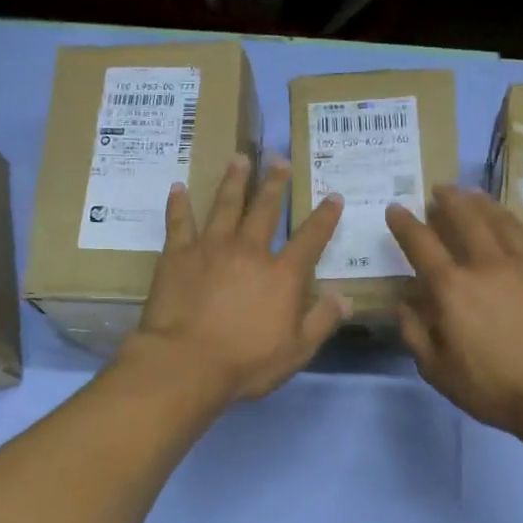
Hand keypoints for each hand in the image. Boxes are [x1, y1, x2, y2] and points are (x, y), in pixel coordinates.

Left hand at [127, 154, 346, 404]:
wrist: (185, 364)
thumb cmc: (245, 363)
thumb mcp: (296, 350)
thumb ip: (321, 320)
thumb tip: (345, 297)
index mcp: (282, 275)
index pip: (310, 239)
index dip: (324, 217)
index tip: (333, 197)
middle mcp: (249, 251)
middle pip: (265, 210)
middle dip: (275, 183)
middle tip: (278, 158)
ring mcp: (211, 248)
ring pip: (225, 205)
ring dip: (234, 181)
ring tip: (240, 159)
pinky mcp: (177, 255)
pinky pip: (179, 222)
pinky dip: (179, 204)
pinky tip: (178, 187)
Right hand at [386, 187, 522, 443]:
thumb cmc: (493, 387)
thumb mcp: (437, 371)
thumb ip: (415, 333)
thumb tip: (403, 305)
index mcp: (452, 288)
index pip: (421, 244)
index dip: (405, 224)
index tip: (396, 209)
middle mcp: (487, 264)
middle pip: (465, 218)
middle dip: (447, 200)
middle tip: (439, 190)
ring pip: (501, 220)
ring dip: (482, 203)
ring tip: (472, 193)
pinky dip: (513, 224)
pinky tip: (511, 224)